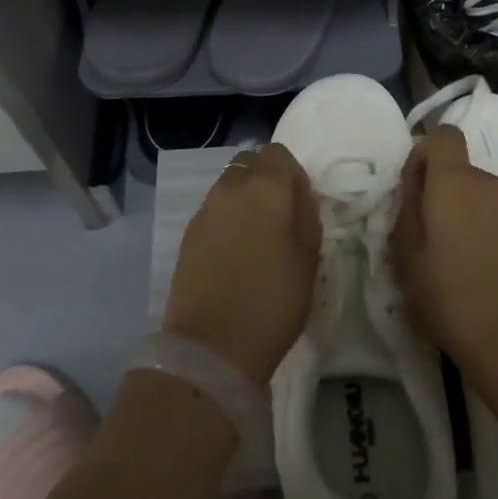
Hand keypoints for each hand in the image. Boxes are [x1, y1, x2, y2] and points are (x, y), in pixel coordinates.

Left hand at [162, 143, 320, 386]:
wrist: (212, 346)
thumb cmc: (273, 300)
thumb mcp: (309, 258)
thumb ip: (306, 214)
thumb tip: (297, 195)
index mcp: (266, 187)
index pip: (278, 153)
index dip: (291, 172)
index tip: (299, 202)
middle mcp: (232, 188)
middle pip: (250, 163)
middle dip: (265, 179)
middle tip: (278, 217)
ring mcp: (205, 209)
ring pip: (229, 185)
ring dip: (244, 198)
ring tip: (255, 237)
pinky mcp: (188, 233)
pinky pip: (214, 209)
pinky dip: (226, 218)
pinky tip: (234, 252)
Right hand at [392, 125, 497, 382]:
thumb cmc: (450, 297)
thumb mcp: (406, 256)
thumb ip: (407, 210)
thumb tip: (415, 185)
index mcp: (455, 181)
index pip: (444, 134)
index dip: (425, 153)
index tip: (414, 190)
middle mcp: (490, 185)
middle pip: (460, 170)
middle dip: (441, 192)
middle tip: (425, 238)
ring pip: (480, 197)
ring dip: (465, 215)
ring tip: (454, 263)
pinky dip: (486, 234)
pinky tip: (481, 276)